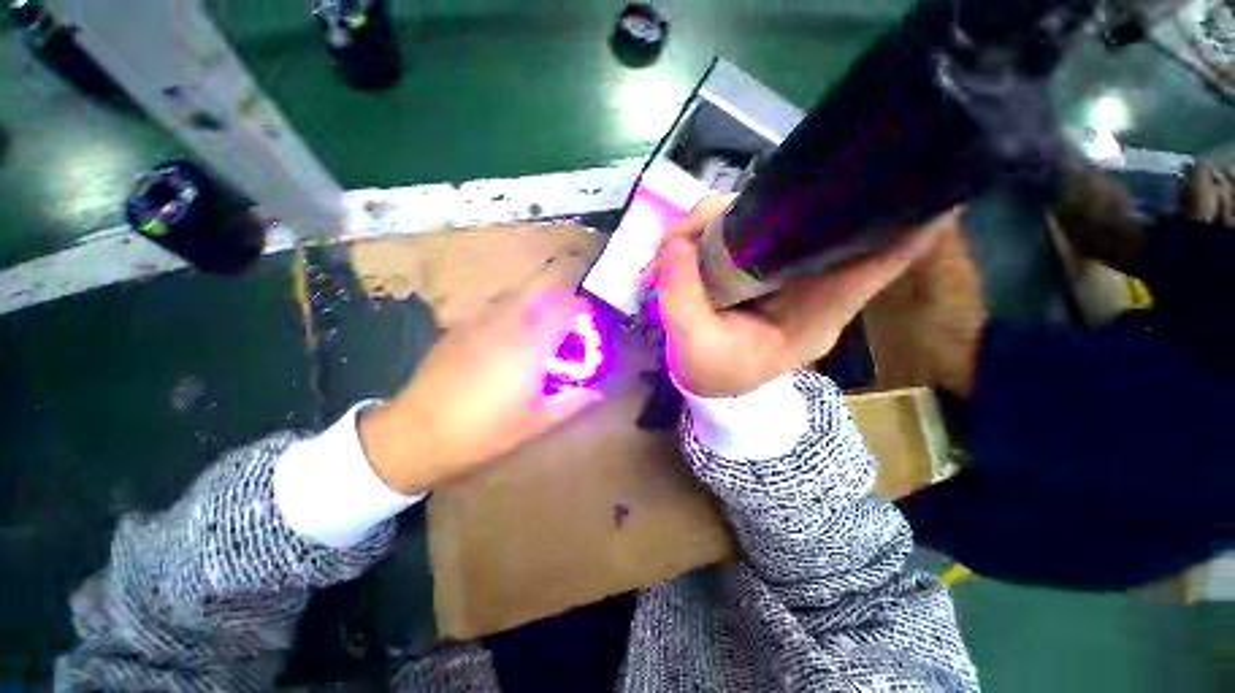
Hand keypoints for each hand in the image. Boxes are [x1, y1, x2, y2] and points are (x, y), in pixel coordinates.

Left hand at [359, 278, 601, 493]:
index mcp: (530, 345)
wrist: (418, 432)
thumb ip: (572, 402)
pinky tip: (507, 340)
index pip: (564, 307)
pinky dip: (513, 314)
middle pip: (542, 290)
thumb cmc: (485, 431)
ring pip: (518, 296)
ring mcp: (480, 322)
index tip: (589, 320)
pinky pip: (495, 309)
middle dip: (561, 298)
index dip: (582, 307)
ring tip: (540, 330)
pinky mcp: (460, 328)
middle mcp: (508, 324)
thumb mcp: (536, 422)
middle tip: (567, 321)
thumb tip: (598, 391)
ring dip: (537, 304)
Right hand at [650, 196, 949, 397]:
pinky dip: (713, 226)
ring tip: (678, 242)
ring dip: (720, 217)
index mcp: (818, 311)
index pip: (881, 260)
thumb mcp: (695, 347)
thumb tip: (676, 242)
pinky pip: (744, 227)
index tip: (920, 170)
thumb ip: (683, 298)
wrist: (708, 383)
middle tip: (702, 221)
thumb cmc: (713, 373)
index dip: (909, 216)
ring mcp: (782, 268)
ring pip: (767, 216)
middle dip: (764, 203)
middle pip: (812, 219)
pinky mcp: (758, 262)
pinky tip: (686, 240)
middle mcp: (810, 282)